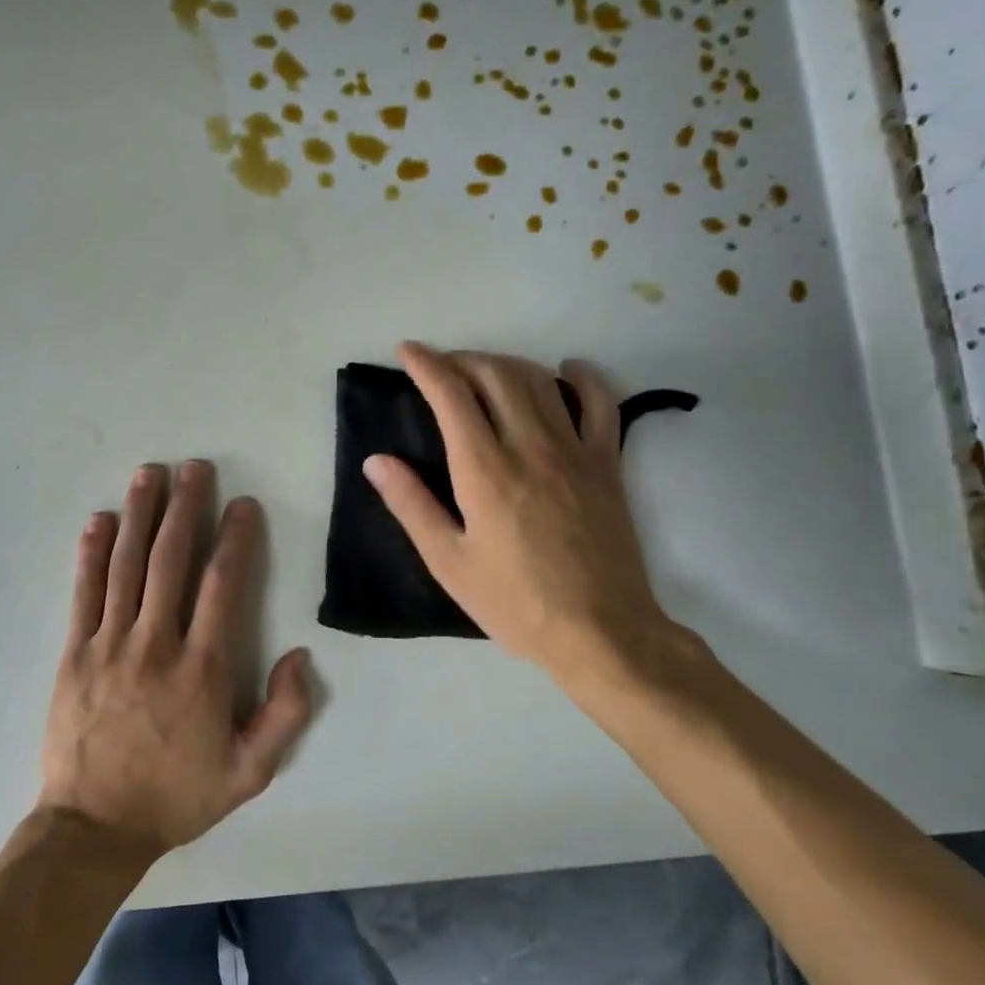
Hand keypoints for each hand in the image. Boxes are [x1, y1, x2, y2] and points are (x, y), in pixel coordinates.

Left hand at [38, 461, 312, 858]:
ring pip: (126, 565)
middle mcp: (156, 644)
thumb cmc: (177, 796)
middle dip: (185, 508)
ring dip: (139, 515)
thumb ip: (286, 715)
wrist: (95, 827)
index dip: (236, 539)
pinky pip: (84, 593)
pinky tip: (100, 521)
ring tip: (149, 474)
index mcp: (202, 669)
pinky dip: (92, 553)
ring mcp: (109, 644)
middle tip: (194, 467)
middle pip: (171, 560)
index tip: (243, 504)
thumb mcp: (250, 773)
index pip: (222, 585)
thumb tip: (300, 655)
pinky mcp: (74, 653)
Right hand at [364, 342, 692, 702]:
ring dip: (506, 364)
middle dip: (462, 359)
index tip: (407, 351)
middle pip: (495, 374)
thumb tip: (376, 460)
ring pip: (539, 381)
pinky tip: (568, 370)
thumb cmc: (514, 602)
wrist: (600, 632)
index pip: (451, 395)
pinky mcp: (608, 464)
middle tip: (441, 366)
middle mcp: (530, 446)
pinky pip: (600, 404)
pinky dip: (583, 378)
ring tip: (484, 370)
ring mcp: (575, 451)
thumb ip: (411, 505)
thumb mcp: (448, 562)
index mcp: (484, 470)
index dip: (426, 364)